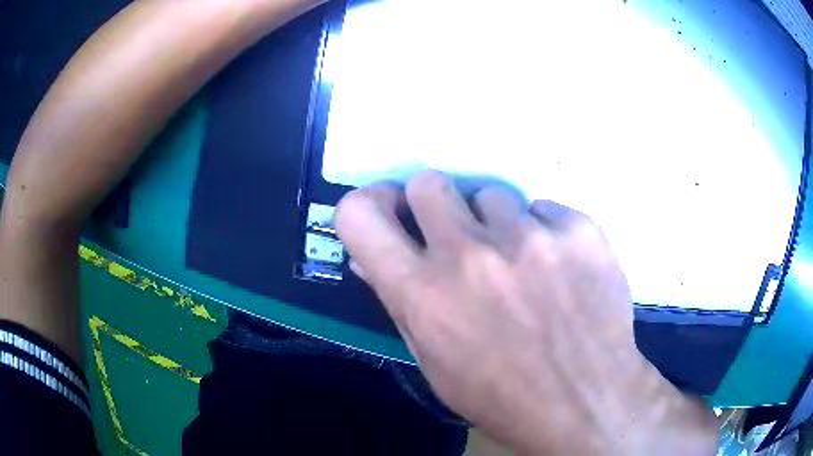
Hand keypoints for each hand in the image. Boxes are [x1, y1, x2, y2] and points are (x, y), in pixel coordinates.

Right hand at [335, 170, 717, 454]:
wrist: (586, 402)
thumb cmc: (502, 396)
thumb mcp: (435, 363)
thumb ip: (399, 302)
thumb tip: (369, 258)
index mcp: (423, 294)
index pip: (360, 214)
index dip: (370, 203)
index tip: (391, 209)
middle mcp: (470, 255)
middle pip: (428, 182)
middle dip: (435, 204)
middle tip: (459, 235)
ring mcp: (531, 238)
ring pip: (493, 195)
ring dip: (497, 225)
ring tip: (522, 263)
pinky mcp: (579, 230)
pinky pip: (545, 209)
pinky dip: (545, 232)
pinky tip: (561, 269)